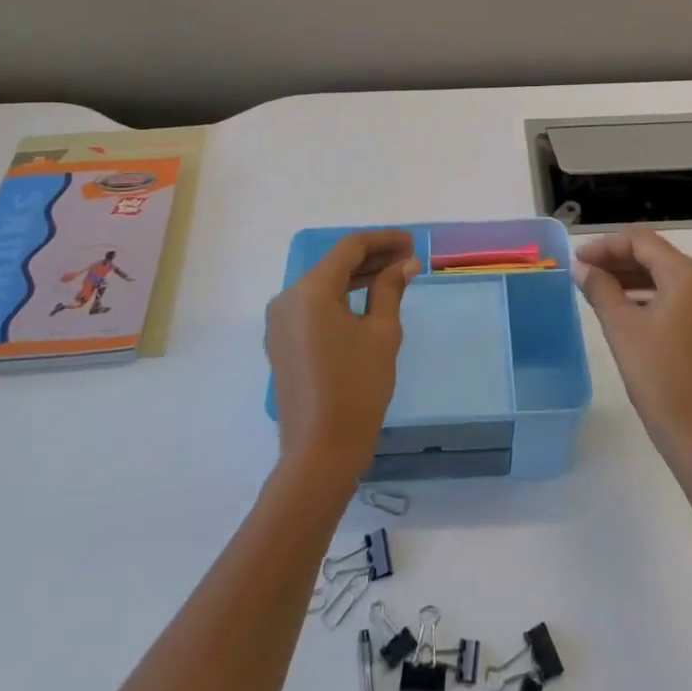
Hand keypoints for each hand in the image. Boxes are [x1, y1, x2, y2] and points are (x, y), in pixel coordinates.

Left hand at [266, 230, 418, 484]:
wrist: (321, 450)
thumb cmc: (357, 387)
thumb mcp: (382, 333)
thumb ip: (390, 289)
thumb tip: (405, 263)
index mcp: (310, 291)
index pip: (349, 248)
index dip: (382, 240)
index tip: (411, 242)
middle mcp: (288, 298)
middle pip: (334, 265)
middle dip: (372, 257)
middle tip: (408, 258)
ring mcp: (280, 322)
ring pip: (324, 286)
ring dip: (357, 277)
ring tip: (394, 276)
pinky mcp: (282, 342)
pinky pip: (314, 307)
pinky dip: (341, 299)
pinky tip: (367, 301)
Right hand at [574, 227, 691, 468]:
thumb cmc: (657, 373)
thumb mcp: (621, 326)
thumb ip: (600, 288)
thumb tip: (582, 267)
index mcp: (688, 275)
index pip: (642, 242)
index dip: (606, 246)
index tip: (578, 259)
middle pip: (656, 255)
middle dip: (617, 259)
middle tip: (583, 271)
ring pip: (665, 276)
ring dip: (631, 277)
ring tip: (596, 287)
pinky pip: (675, 296)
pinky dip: (647, 295)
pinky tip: (622, 307)